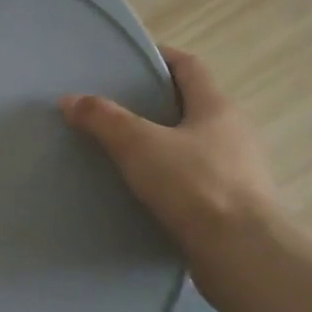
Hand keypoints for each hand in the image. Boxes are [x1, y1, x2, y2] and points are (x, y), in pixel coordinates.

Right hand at [59, 47, 275, 249]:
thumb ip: (103, 119)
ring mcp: (238, 172)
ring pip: (193, 145)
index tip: (129, 59)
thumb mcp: (139, 145)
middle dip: (156, 103)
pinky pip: (195, 180)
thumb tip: (70, 99)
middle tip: (116, 108)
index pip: (189, 67)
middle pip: (191, 106)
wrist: (242, 255)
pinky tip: (145, 192)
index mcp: (217, 108)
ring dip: (163, 144)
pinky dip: (171, 178)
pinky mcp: (233, 206)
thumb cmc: (195, 186)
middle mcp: (233, 133)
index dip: (160, 56)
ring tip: (124, 152)